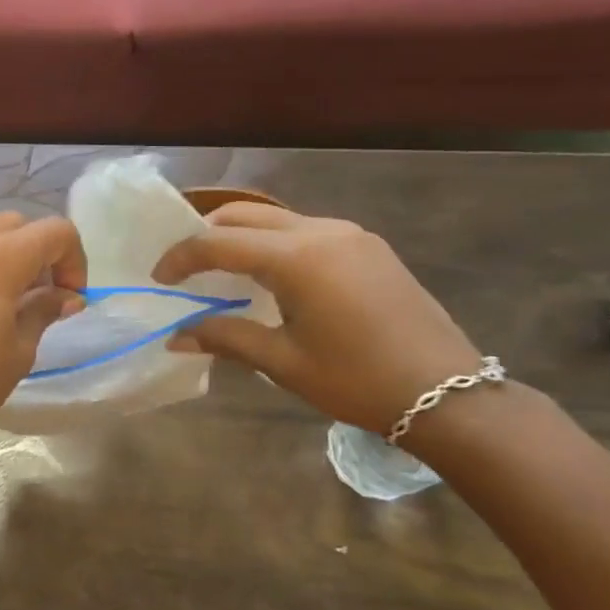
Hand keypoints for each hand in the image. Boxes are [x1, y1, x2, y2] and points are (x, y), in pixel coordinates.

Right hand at [153, 202, 481, 433]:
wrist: (450, 395)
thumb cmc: (357, 381)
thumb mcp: (283, 362)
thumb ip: (225, 338)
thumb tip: (175, 336)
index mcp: (298, 257)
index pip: (219, 243)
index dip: (181, 257)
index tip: (159, 278)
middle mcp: (322, 231)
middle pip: (246, 214)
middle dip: (207, 234)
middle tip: (185, 267)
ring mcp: (351, 235)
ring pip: (277, 218)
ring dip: (242, 237)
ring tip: (223, 271)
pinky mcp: (369, 247)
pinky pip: (305, 231)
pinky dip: (274, 243)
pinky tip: (271, 277)